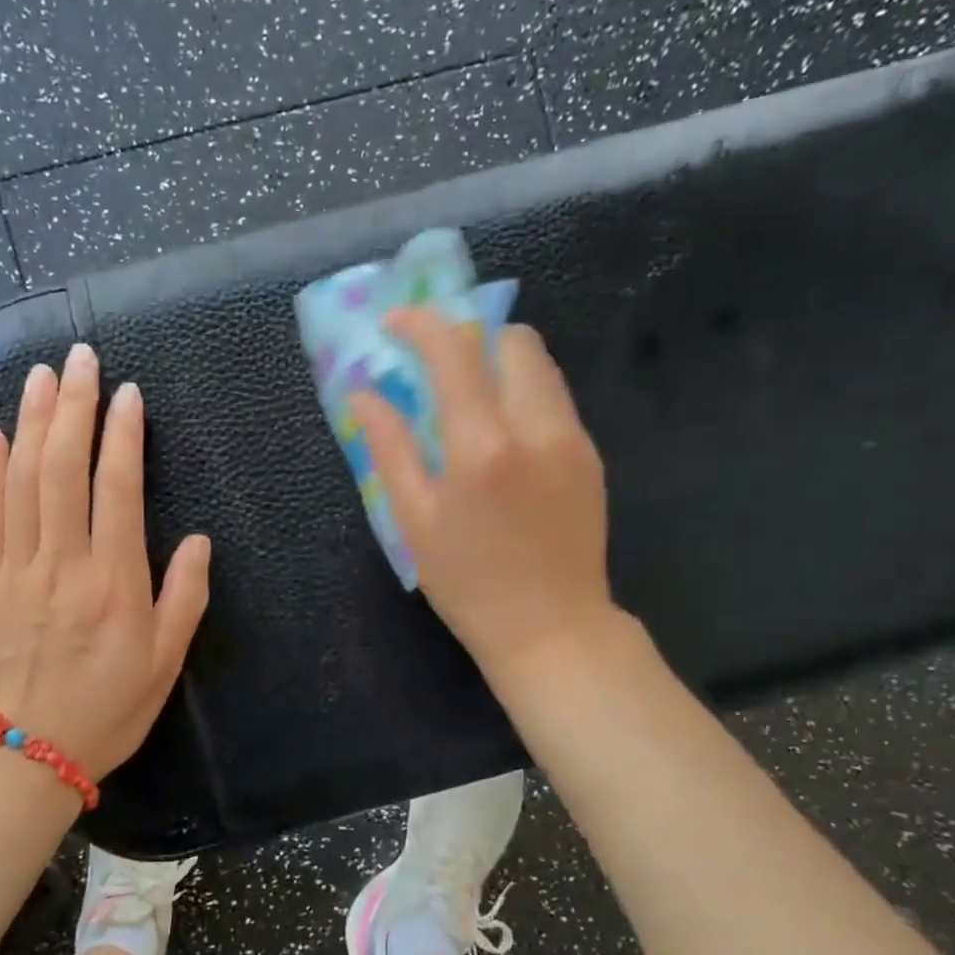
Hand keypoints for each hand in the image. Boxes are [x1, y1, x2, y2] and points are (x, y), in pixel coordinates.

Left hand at [0, 343, 210, 781]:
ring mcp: (16, 571)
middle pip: (64, 470)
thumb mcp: (165, 661)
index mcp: (114, 583)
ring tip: (42, 375)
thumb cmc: (109, 708)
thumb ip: (184, 596)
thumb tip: (196, 540)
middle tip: (81, 358)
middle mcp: (62, 565)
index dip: (123, 436)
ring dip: (33, 422)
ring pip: (22, 481)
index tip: (128, 394)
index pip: (117, 490)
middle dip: (74, 407)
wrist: (26, 755)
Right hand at [349, 309, 612, 688]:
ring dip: (499, 363)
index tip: (395, 326)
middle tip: (437, 367)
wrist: (552, 629)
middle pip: (511, 341)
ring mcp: (572, 438)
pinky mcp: (590, 456)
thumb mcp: (414, 521)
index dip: (420, 325)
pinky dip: (524, 393)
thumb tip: (364, 393)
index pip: (453, 351)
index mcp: (481, 445)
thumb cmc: (469, 583)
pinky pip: (556, 398)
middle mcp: (535, 427)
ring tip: (470, 398)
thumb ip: (389, 448)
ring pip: (540, 365)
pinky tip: (503, 434)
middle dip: (469, 338)